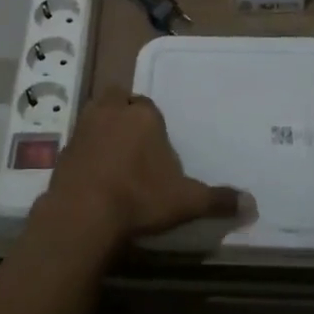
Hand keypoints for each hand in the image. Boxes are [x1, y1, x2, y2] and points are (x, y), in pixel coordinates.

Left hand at [37, 88, 243, 250]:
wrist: (83, 215)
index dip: (153, 122)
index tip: (158, 145)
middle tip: (134, 140)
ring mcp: (83, 129)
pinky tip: (93, 176)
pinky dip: (85, 152)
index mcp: (143, 115)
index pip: (149, 105)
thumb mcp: (186, 202)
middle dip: (124, 112)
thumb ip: (218, 200)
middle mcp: (111, 112)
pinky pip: (78, 142)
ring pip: (95, 115)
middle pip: (118, 99)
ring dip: (102, 127)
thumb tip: (252, 204)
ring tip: (113, 155)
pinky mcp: (62, 151)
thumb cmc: (140, 198)